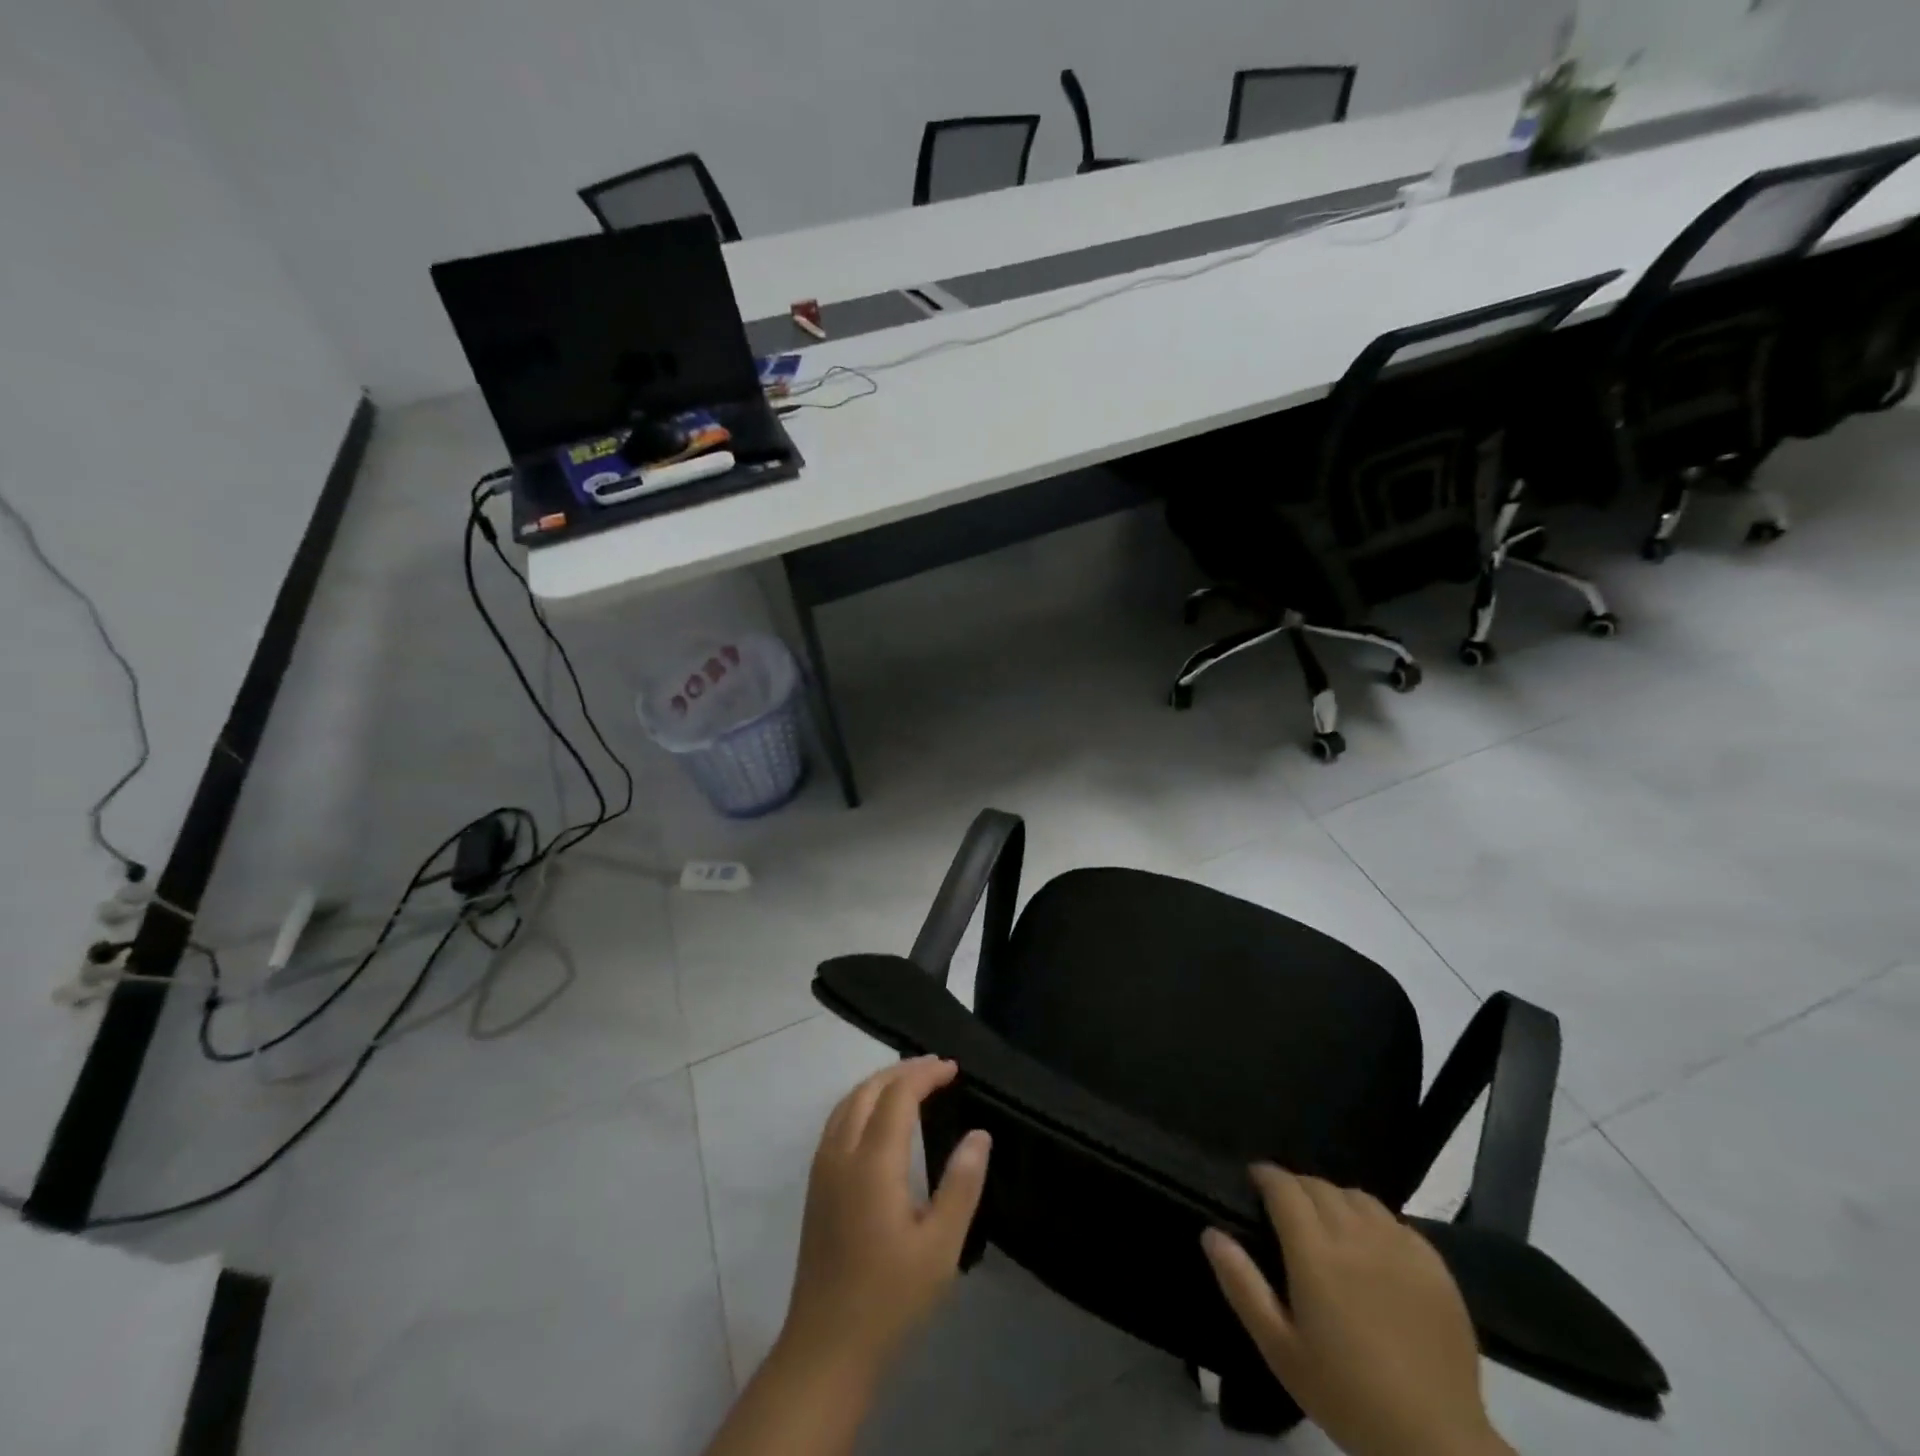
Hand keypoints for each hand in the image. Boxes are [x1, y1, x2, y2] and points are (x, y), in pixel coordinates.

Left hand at [779, 1057, 990, 1380]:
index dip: (925, 1074)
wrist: (826, 1348)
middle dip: (902, 1070)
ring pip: (847, 1102)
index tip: (953, 1068)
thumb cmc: (890, 1298)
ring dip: (879, 1083)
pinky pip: (837, 1120)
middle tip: (937, 1068)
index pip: (898, 1095)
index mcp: (872, 1162)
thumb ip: (961, 1184)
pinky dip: (861, 1101)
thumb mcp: (940, 1247)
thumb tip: (979, 1134)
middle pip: (868, 1090)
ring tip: (911, 1082)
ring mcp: (822, 1169)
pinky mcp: (816, 1186)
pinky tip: (878, 1117)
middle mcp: (841, 1153)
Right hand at [1202, 1165, 1512, 1455]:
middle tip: (1287, 1212)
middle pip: (1319, 1186)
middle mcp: (1356, 1235)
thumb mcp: (1280, 1348)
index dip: (1265, 1176)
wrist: (1436, 1442)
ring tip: (1330, 1226)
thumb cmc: (1346, 1395)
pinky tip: (1375, 1251)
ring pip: (1358, 1197)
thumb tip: (1211, 1232)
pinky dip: (1376, 1223)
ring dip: (1336, 1201)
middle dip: (1297, 1187)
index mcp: (1315, 1252)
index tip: (1254, 1182)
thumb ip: (1242, 1284)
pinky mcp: (1435, 1266)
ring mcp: (1400, 1247)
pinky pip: (1397, 1222)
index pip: (1283, 1186)